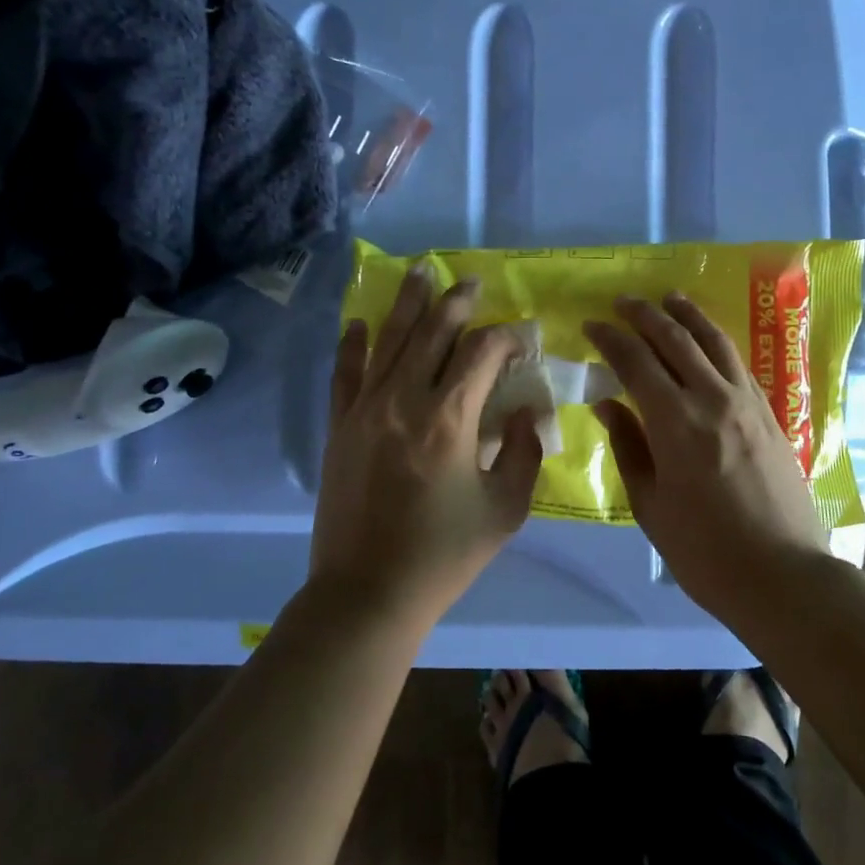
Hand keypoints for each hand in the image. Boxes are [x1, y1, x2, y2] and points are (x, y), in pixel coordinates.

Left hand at [310, 267, 543, 622]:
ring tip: (420, 271)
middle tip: (471, 281)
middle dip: (456, 302)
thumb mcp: (506, 508)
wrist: (368, 593)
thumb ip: (522, 451)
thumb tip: (524, 410)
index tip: (522, 336)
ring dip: (407, 303)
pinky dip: (354, 344)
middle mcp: (404, 400)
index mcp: (449, 418)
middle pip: (432, 332)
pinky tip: (360, 322)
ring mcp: (365, 410)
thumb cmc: (445, 555)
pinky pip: (346, 373)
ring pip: (388, 340)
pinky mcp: (340, 427)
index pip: (482, 353)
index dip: (507, 337)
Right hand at [584, 294, 827, 606]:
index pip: (635, 362)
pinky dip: (716, 341)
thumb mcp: (650, 504)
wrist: (782, 575)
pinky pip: (738, 363)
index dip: (610, 339)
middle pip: (675, 340)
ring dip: (688, 316)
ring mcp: (747, 403)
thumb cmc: (703, 550)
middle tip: (623, 301)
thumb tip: (607, 404)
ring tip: (669, 299)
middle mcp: (713, 399)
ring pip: (714, 342)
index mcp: (675, 423)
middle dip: (645, 315)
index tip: (591, 324)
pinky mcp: (769, 414)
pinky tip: (708, 340)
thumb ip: (628, 446)